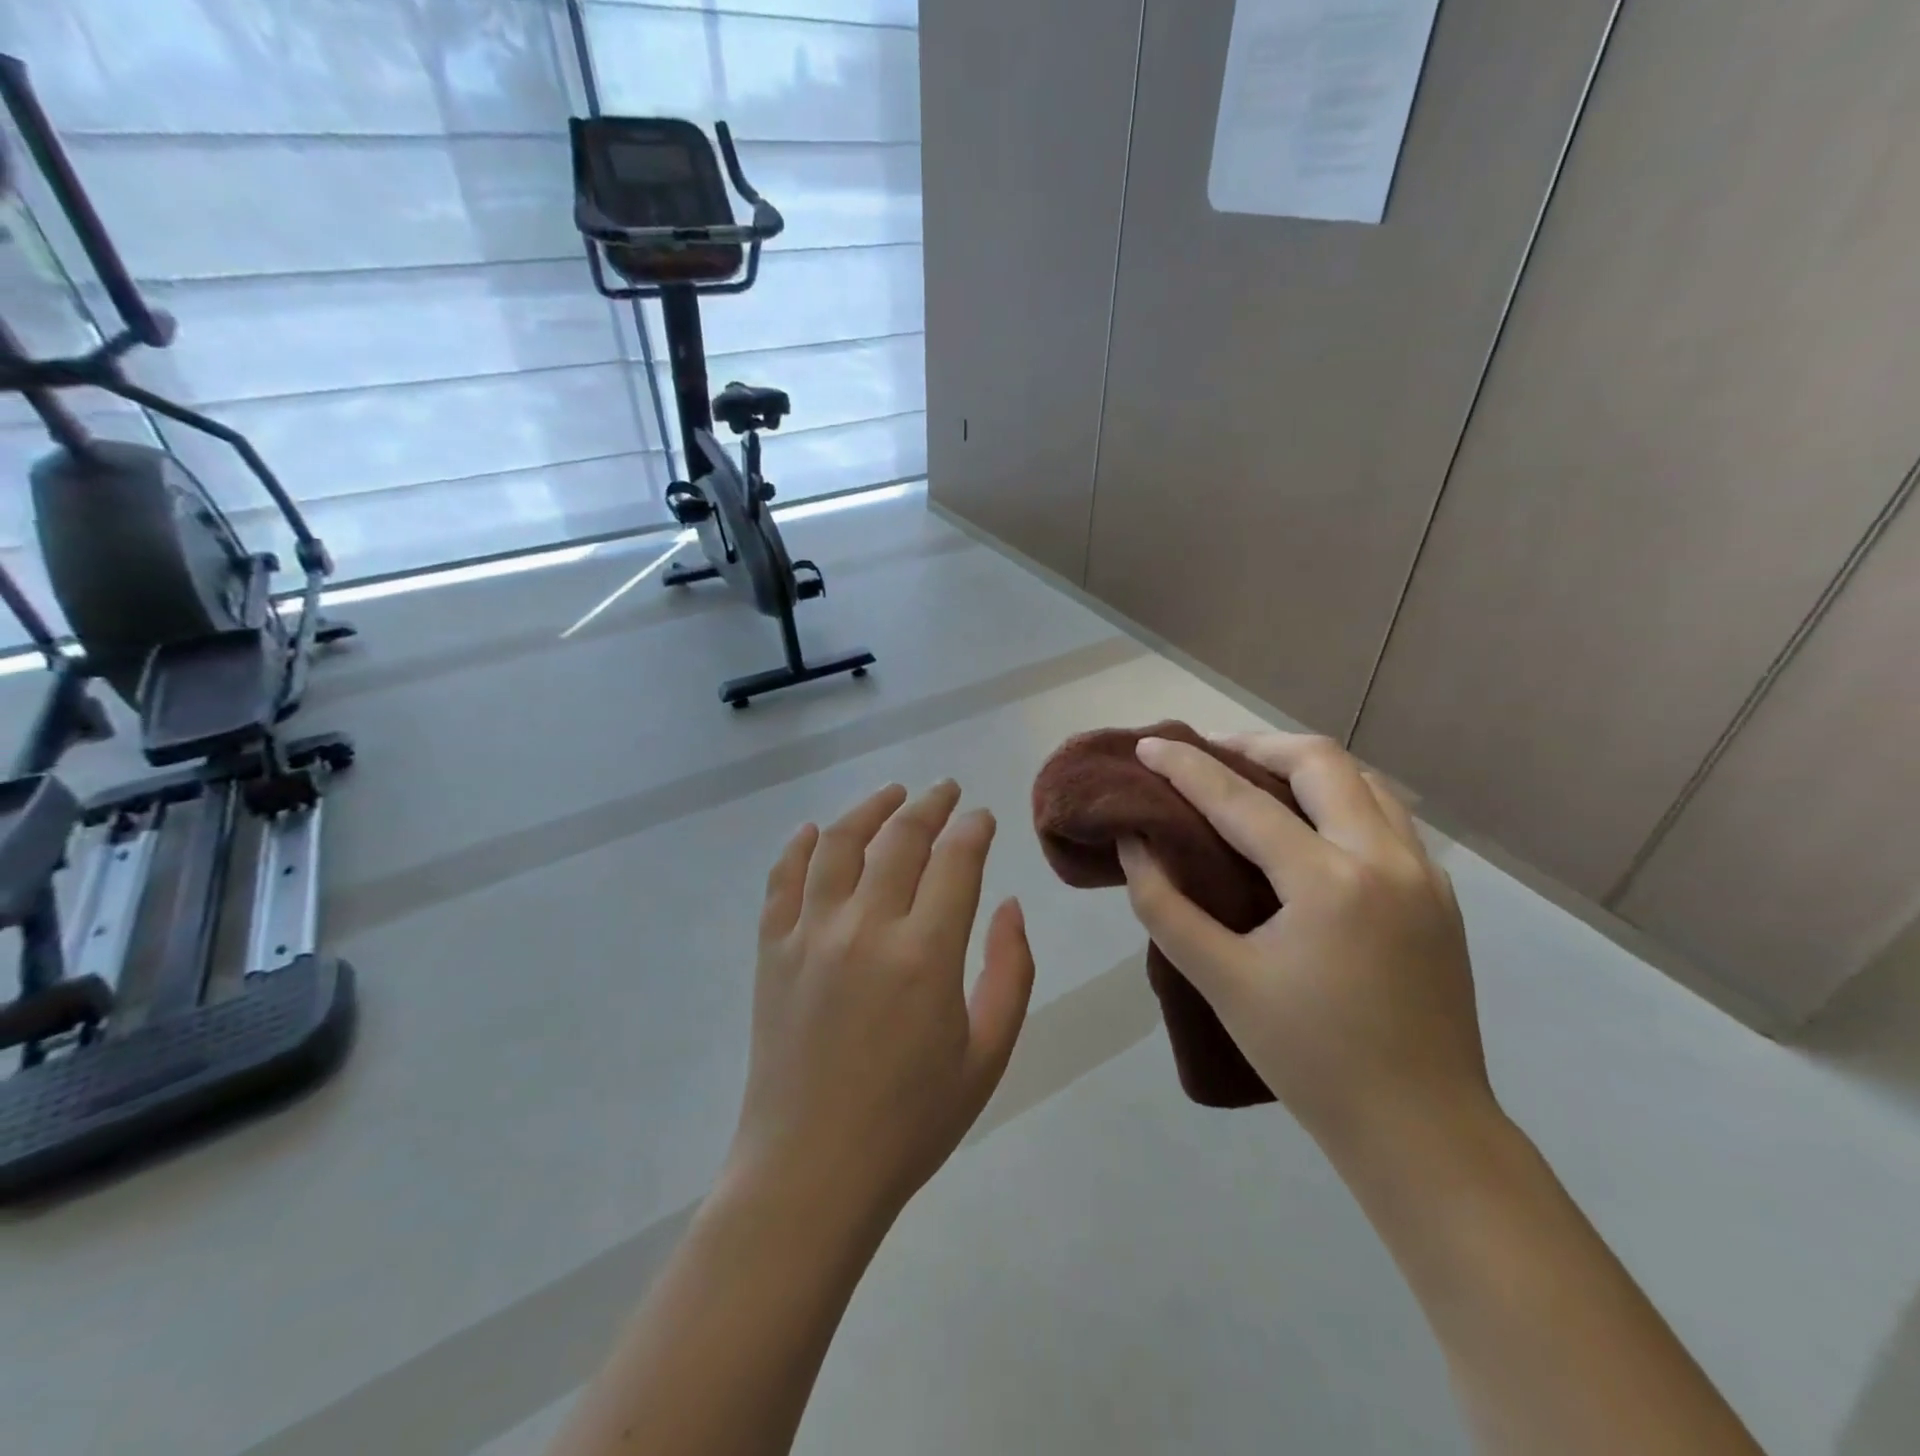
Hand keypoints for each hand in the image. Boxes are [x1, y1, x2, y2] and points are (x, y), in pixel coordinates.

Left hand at [728, 782, 1035, 1227]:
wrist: (811, 1171)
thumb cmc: (911, 1122)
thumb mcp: (987, 1055)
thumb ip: (1010, 972)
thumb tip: (1010, 906)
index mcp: (925, 954)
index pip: (956, 860)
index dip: (973, 829)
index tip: (982, 817)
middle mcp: (865, 928)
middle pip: (900, 838)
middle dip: (930, 805)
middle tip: (945, 791)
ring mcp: (810, 935)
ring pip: (839, 844)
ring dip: (869, 809)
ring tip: (892, 794)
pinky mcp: (771, 951)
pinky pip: (782, 880)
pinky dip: (799, 847)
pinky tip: (815, 831)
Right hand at [1117, 733, 1492, 1151]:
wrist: (1422, 1130)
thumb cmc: (1310, 1059)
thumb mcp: (1221, 981)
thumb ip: (1165, 906)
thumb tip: (1136, 845)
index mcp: (1328, 882)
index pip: (1241, 801)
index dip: (1186, 767)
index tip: (1148, 744)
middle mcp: (1385, 858)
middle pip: (1319, 761)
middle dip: (1255, 744)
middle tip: (1207, 753)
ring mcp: (1423, 873)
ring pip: (1364, 780)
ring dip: (1304, 766)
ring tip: (1255, 776)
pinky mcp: (1439, 895)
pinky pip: (1387, 816)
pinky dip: (1340, 797)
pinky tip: (1310, 824)